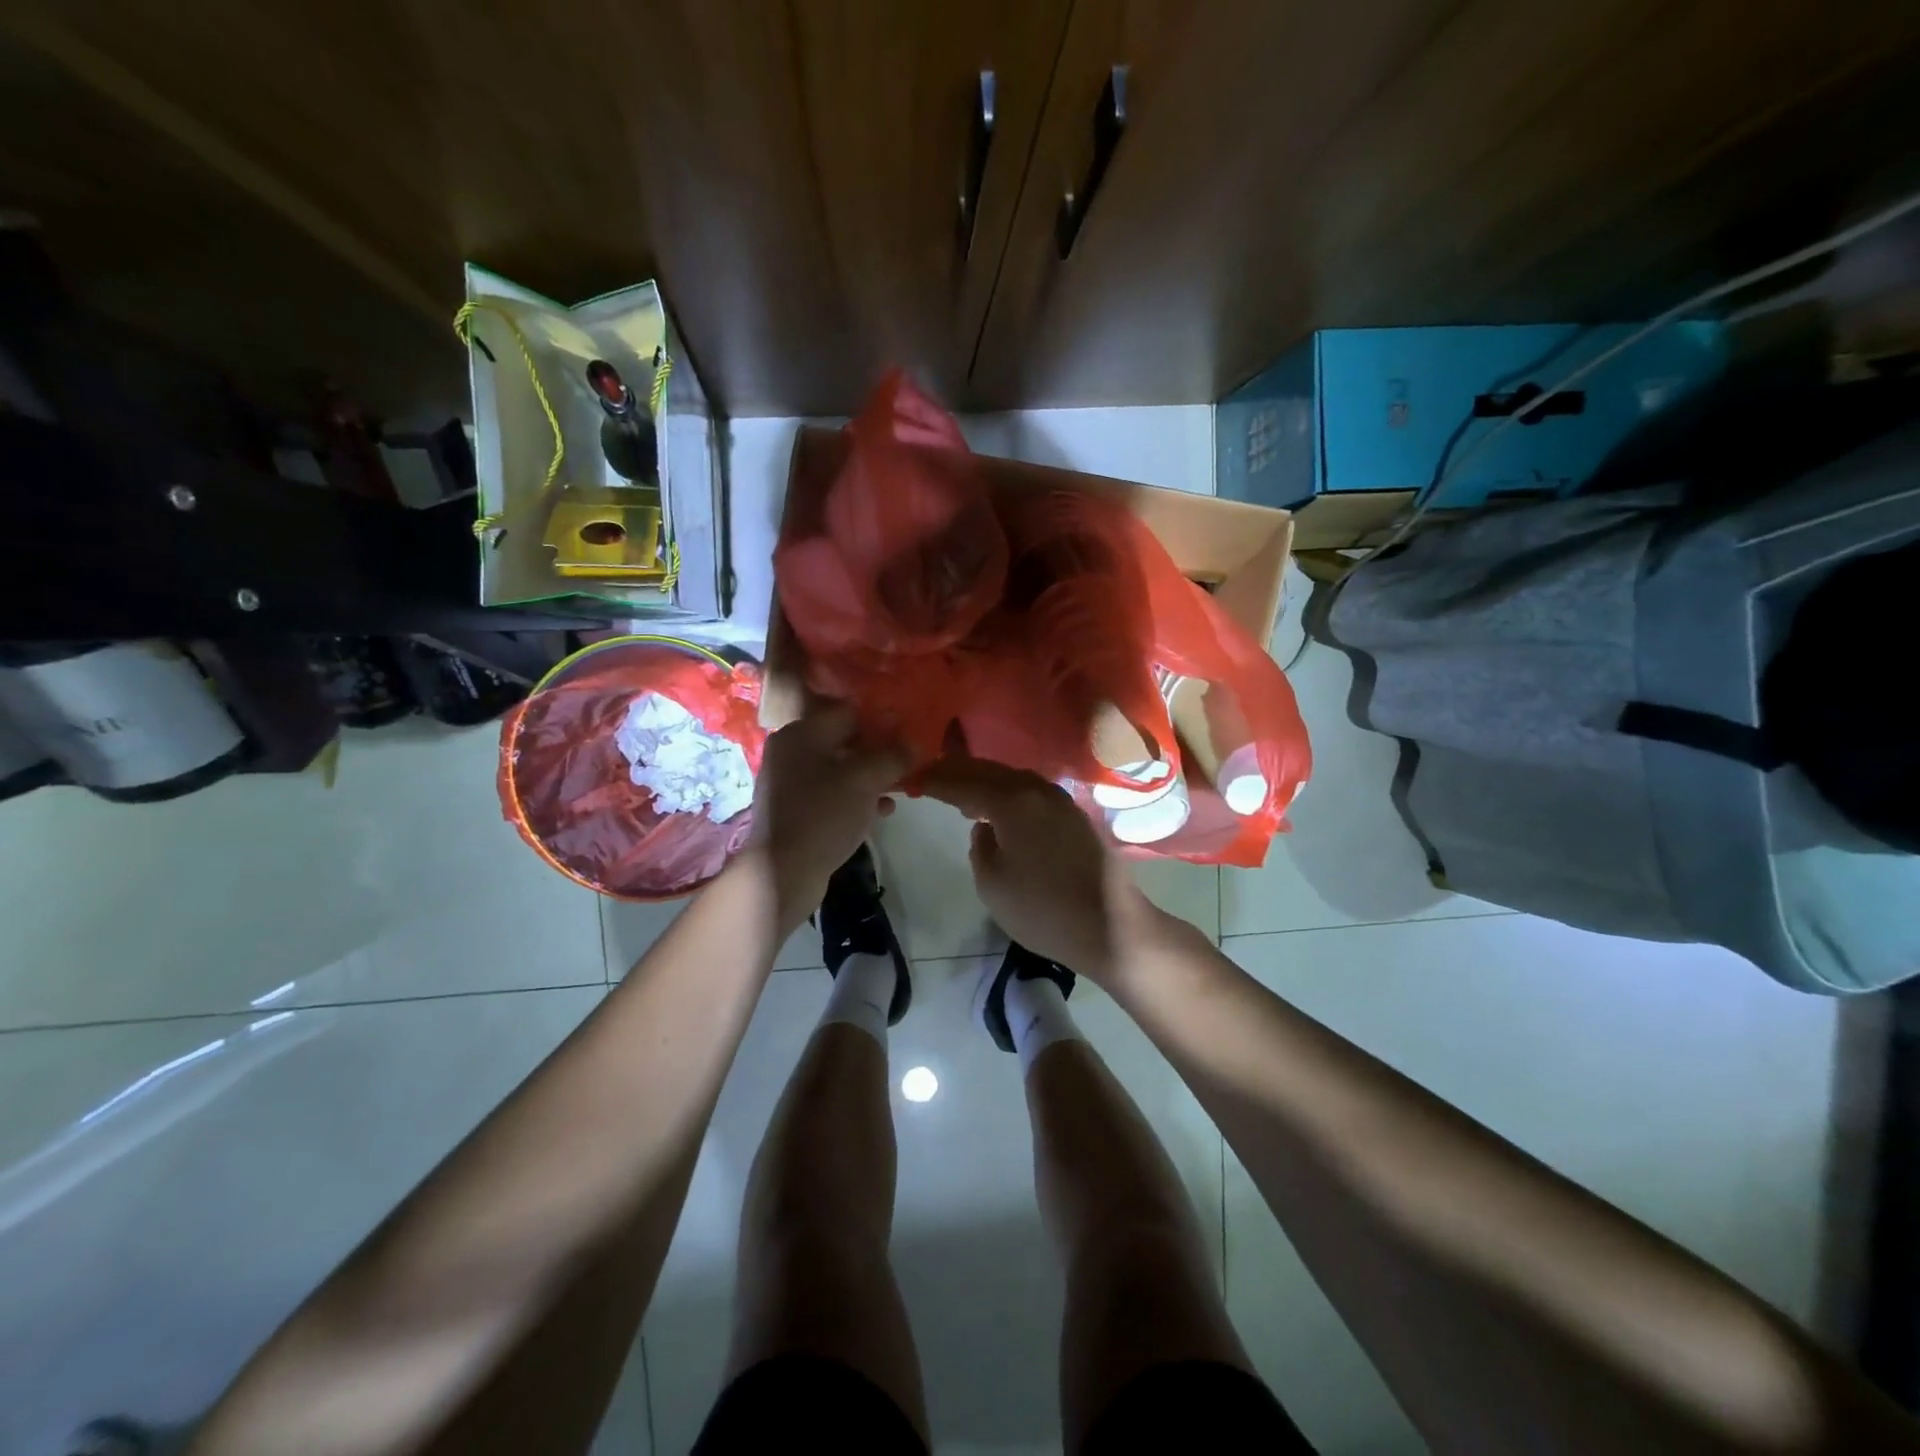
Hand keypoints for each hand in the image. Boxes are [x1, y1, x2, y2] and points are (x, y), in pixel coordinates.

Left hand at [748, 704, 907, 925]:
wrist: (782, 872)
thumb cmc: (823, 814)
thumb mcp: (865, 780)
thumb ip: (893, 756)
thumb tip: (915, 740)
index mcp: (801, 733)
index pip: (848, 711)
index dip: (881, 719)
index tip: (909, 731)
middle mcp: (791, 752)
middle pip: (844, 740)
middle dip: (878, 750)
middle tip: (908, 759)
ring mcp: (790, 784)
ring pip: (840, 770)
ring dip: (871, 776)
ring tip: (900, 786)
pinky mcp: (796, 812)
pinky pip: (832, 795)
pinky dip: (856, 798)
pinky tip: (882, 811)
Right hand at [918, 758, 1160, 981]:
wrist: (1112, 927)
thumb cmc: (1044, 910)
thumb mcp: (993, 884)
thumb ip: (980, 847)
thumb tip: (984, 828)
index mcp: (1012, 801)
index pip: (964, 782)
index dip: (936, 780)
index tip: (913, 780)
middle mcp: (1038, 790)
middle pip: (990, 771)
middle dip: (959, 772)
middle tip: (932, 776)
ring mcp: (1062, 800)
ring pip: (1013, 778)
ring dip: (985, 781)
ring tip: (962, 793)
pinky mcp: (1076, 815)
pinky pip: (1032, 792)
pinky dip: (1008, 792)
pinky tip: (1001, 809)